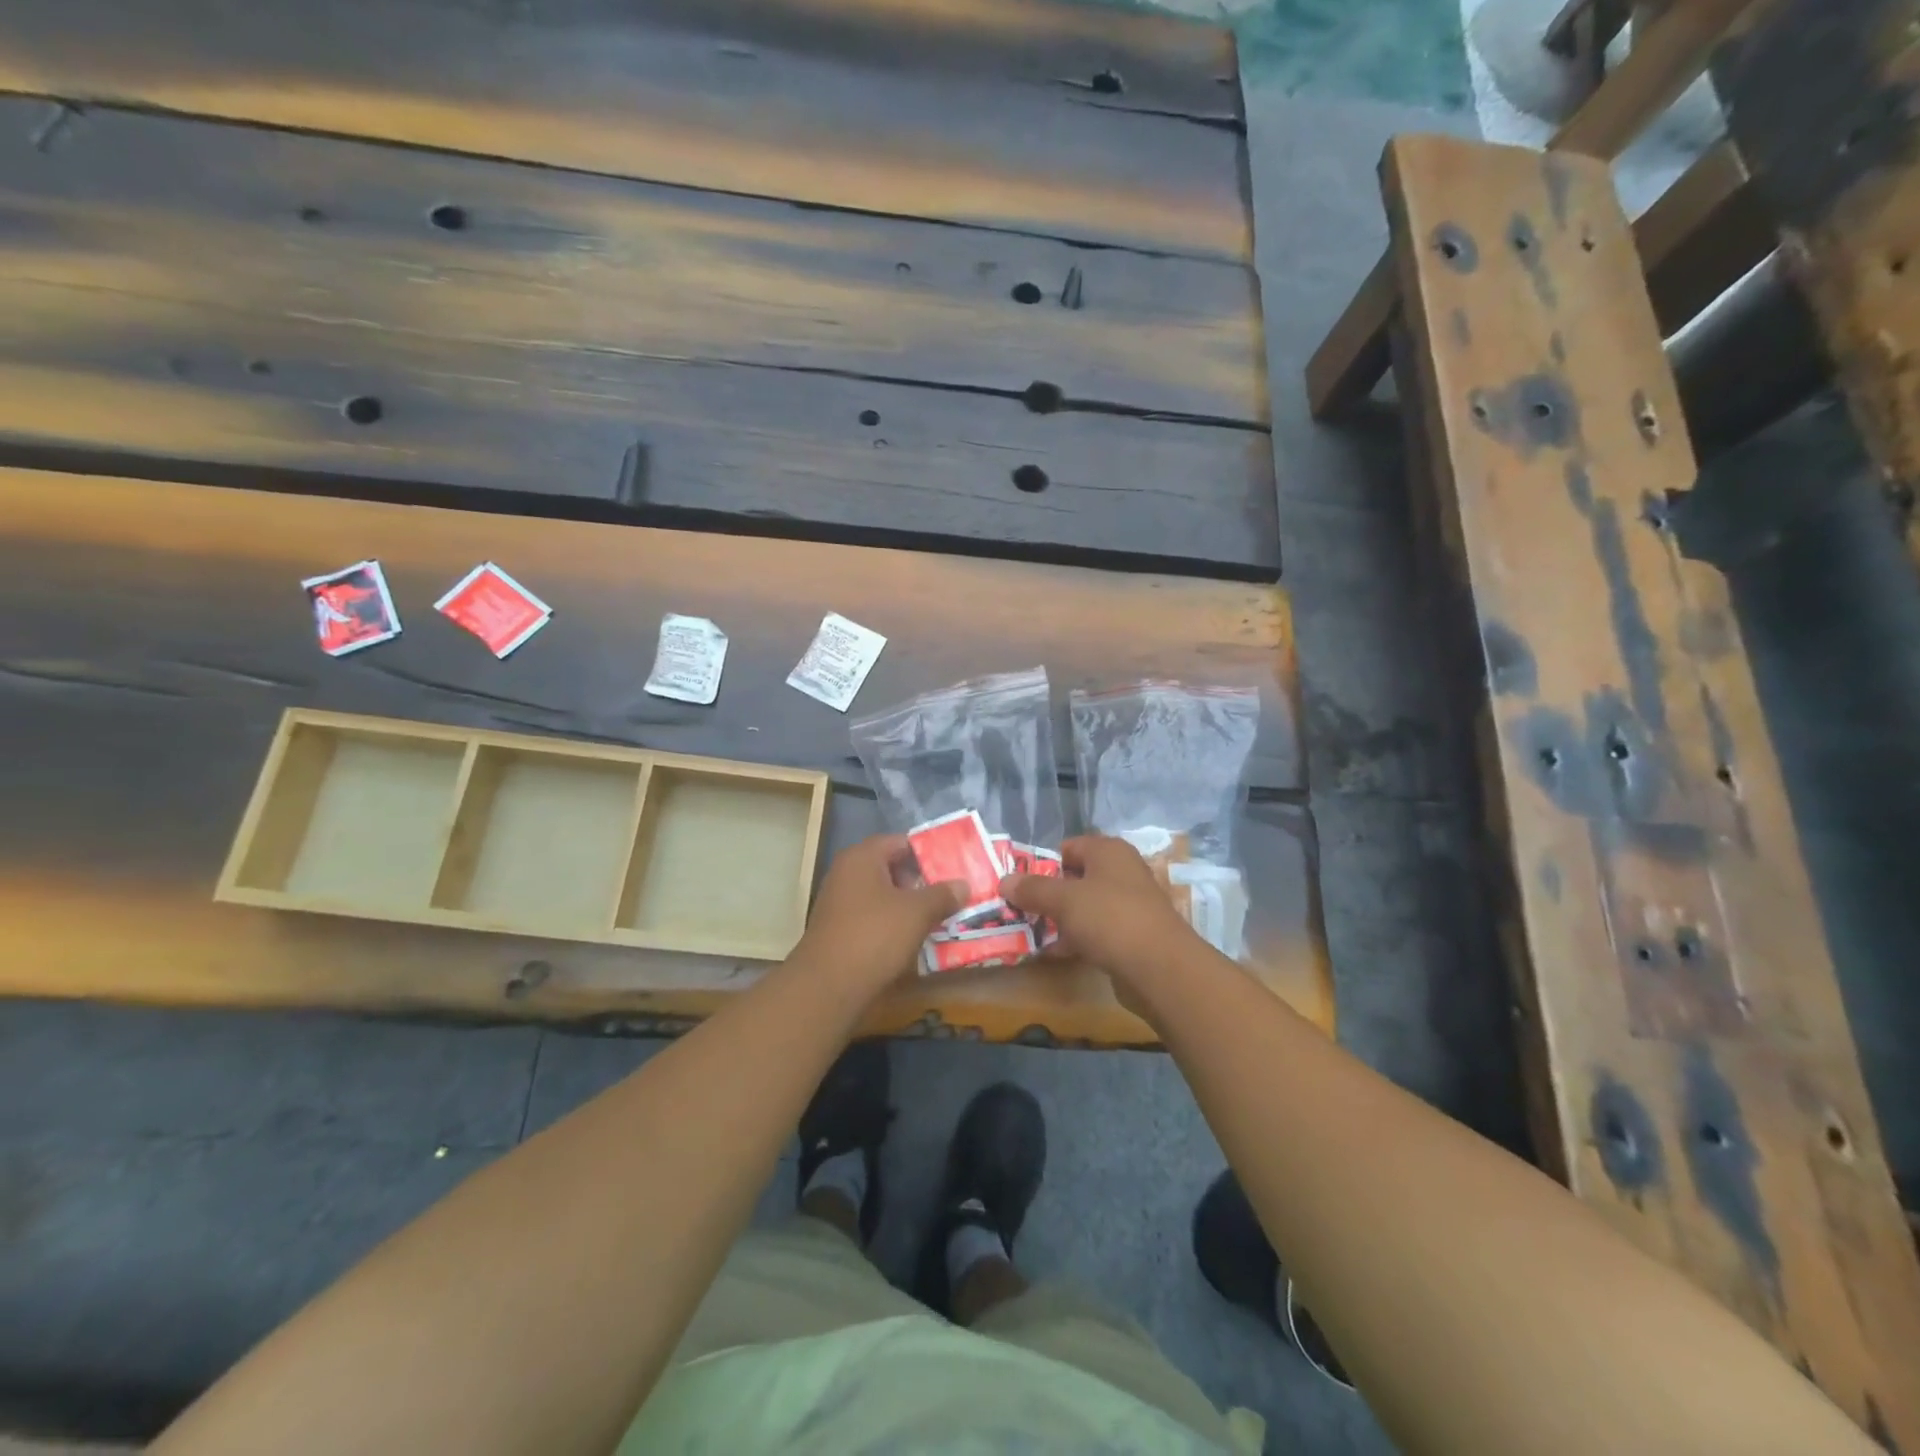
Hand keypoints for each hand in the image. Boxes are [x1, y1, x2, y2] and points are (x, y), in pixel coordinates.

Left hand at [792, 834, 964, 997]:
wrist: (828, 986)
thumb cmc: (875, 935)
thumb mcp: (918, 912)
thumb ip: (942, 894)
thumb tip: (963, 884)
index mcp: (862, 857)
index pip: (900, 842)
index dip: (927, 853)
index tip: (952, 867)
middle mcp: (845, 873)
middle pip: (890, 867)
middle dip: (919, 880)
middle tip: (948, 893)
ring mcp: (838, 902)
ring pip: (881, 895)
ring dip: (907, 904)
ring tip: (937, 917)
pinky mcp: (837, 929)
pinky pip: (871, 916)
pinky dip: (891, 923)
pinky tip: (911, 938)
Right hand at [1000, 834, 1197, 989]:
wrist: (1161, 968)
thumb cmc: (1110, 919)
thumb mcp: (1064, 900)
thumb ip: (1032, 889)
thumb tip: (1004, 881)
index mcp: (1108, 851)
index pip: (1067, 847)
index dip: (1041, 864)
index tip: (1018, 885)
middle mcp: (1121, 872)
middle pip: (1074, 878)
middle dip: (1046, 895)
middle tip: (1018, 910)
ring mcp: (1128, 905)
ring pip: (1083, 907)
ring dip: (1058, 920)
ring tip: (1028, 934)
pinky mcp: (1131, 936)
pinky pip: (1095, 932)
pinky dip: (1074, 940)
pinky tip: (1052, 954)